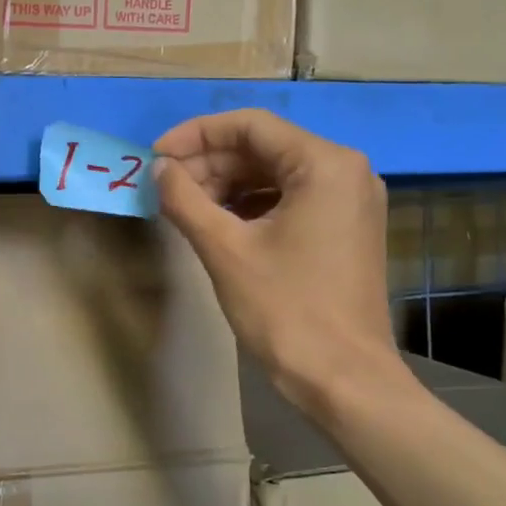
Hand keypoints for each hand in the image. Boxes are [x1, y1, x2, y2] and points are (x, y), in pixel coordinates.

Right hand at [152, 111, 405, 417]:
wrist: (343, 379)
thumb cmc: (285, 309)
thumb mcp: (224, 249)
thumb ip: (185, 199)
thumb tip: (160, 169)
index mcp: (325, 164)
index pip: (250, 126)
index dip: (195, 135)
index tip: (156, 156)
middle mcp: (346, 171)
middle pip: (264, 148)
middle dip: (209, 163)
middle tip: (164, 186)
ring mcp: (350, 201)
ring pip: (274, 174)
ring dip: (226, 184)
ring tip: (184, 206)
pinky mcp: (345, 229)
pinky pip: (290, 199)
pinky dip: (250, 205)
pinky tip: (216, 223)